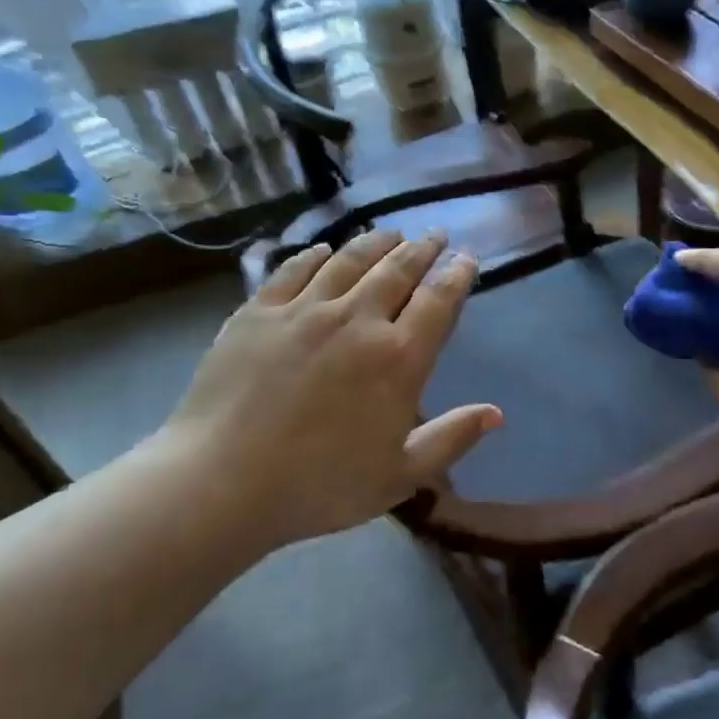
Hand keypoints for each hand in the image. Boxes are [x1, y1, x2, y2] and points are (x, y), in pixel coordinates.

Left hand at [157, 229, 500, 546]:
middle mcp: (357, 320)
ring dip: (376, 243)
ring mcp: (304, 310)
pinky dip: (315, 255)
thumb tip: (496, 413)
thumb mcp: (399, 475)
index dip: (458, 276)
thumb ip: (451, 439)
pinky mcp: (259, 311)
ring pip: (349, 260)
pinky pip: (294, 269)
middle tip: (436, 234)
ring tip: (391, 233)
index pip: (438, 302)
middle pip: (398, 271)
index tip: (468, 259)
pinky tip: (324, 249)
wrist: (222, 482)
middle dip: (423, 249)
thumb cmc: (320, 486)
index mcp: (398, 359)